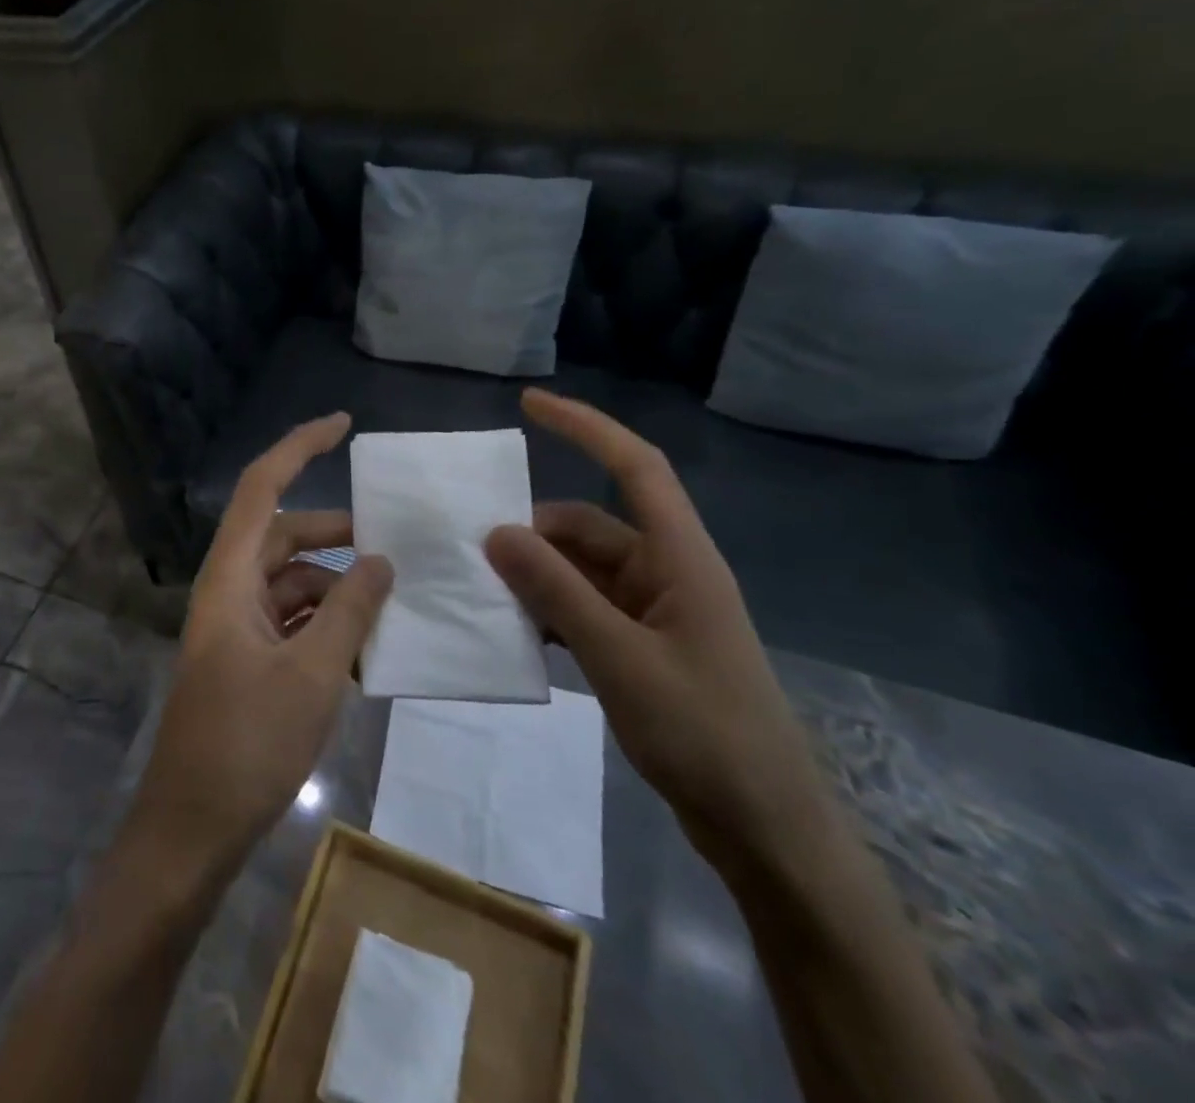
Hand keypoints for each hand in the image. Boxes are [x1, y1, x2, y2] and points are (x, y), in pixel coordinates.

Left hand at [129, 413, 392, 874]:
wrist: (192, 829)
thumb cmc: (247, 744)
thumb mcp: (312, 674)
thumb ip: (351, 611)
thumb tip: (381, 561)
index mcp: (230, 577)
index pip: (261, 488)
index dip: (299, 447)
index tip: (343, 424)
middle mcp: (228, 591)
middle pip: (283, 537)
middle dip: (336, 535)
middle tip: (394, 543)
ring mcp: (236, 628)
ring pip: (292, 583)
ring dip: (337, 588)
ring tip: (391, 604)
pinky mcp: (246, 662)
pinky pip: (291, 622)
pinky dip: (326, 625)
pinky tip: (365, 648)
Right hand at [484, 390, 831, 875]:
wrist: (766, 832)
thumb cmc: (705, 735)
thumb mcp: (620, 659)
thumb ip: (556, 592)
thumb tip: (496, 532)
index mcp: (680, 559)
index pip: (635, 467)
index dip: (586, 427)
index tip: (529, 404)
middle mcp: (667, 573)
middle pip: (589, 526)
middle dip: (532, 532)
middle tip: (470, 549)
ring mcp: (655, 612)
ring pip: (580, 570)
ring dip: (535, 575)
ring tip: (481, 591)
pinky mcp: (643, 647)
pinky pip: (583, 608)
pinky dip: (548, 610)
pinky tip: (512, 630)